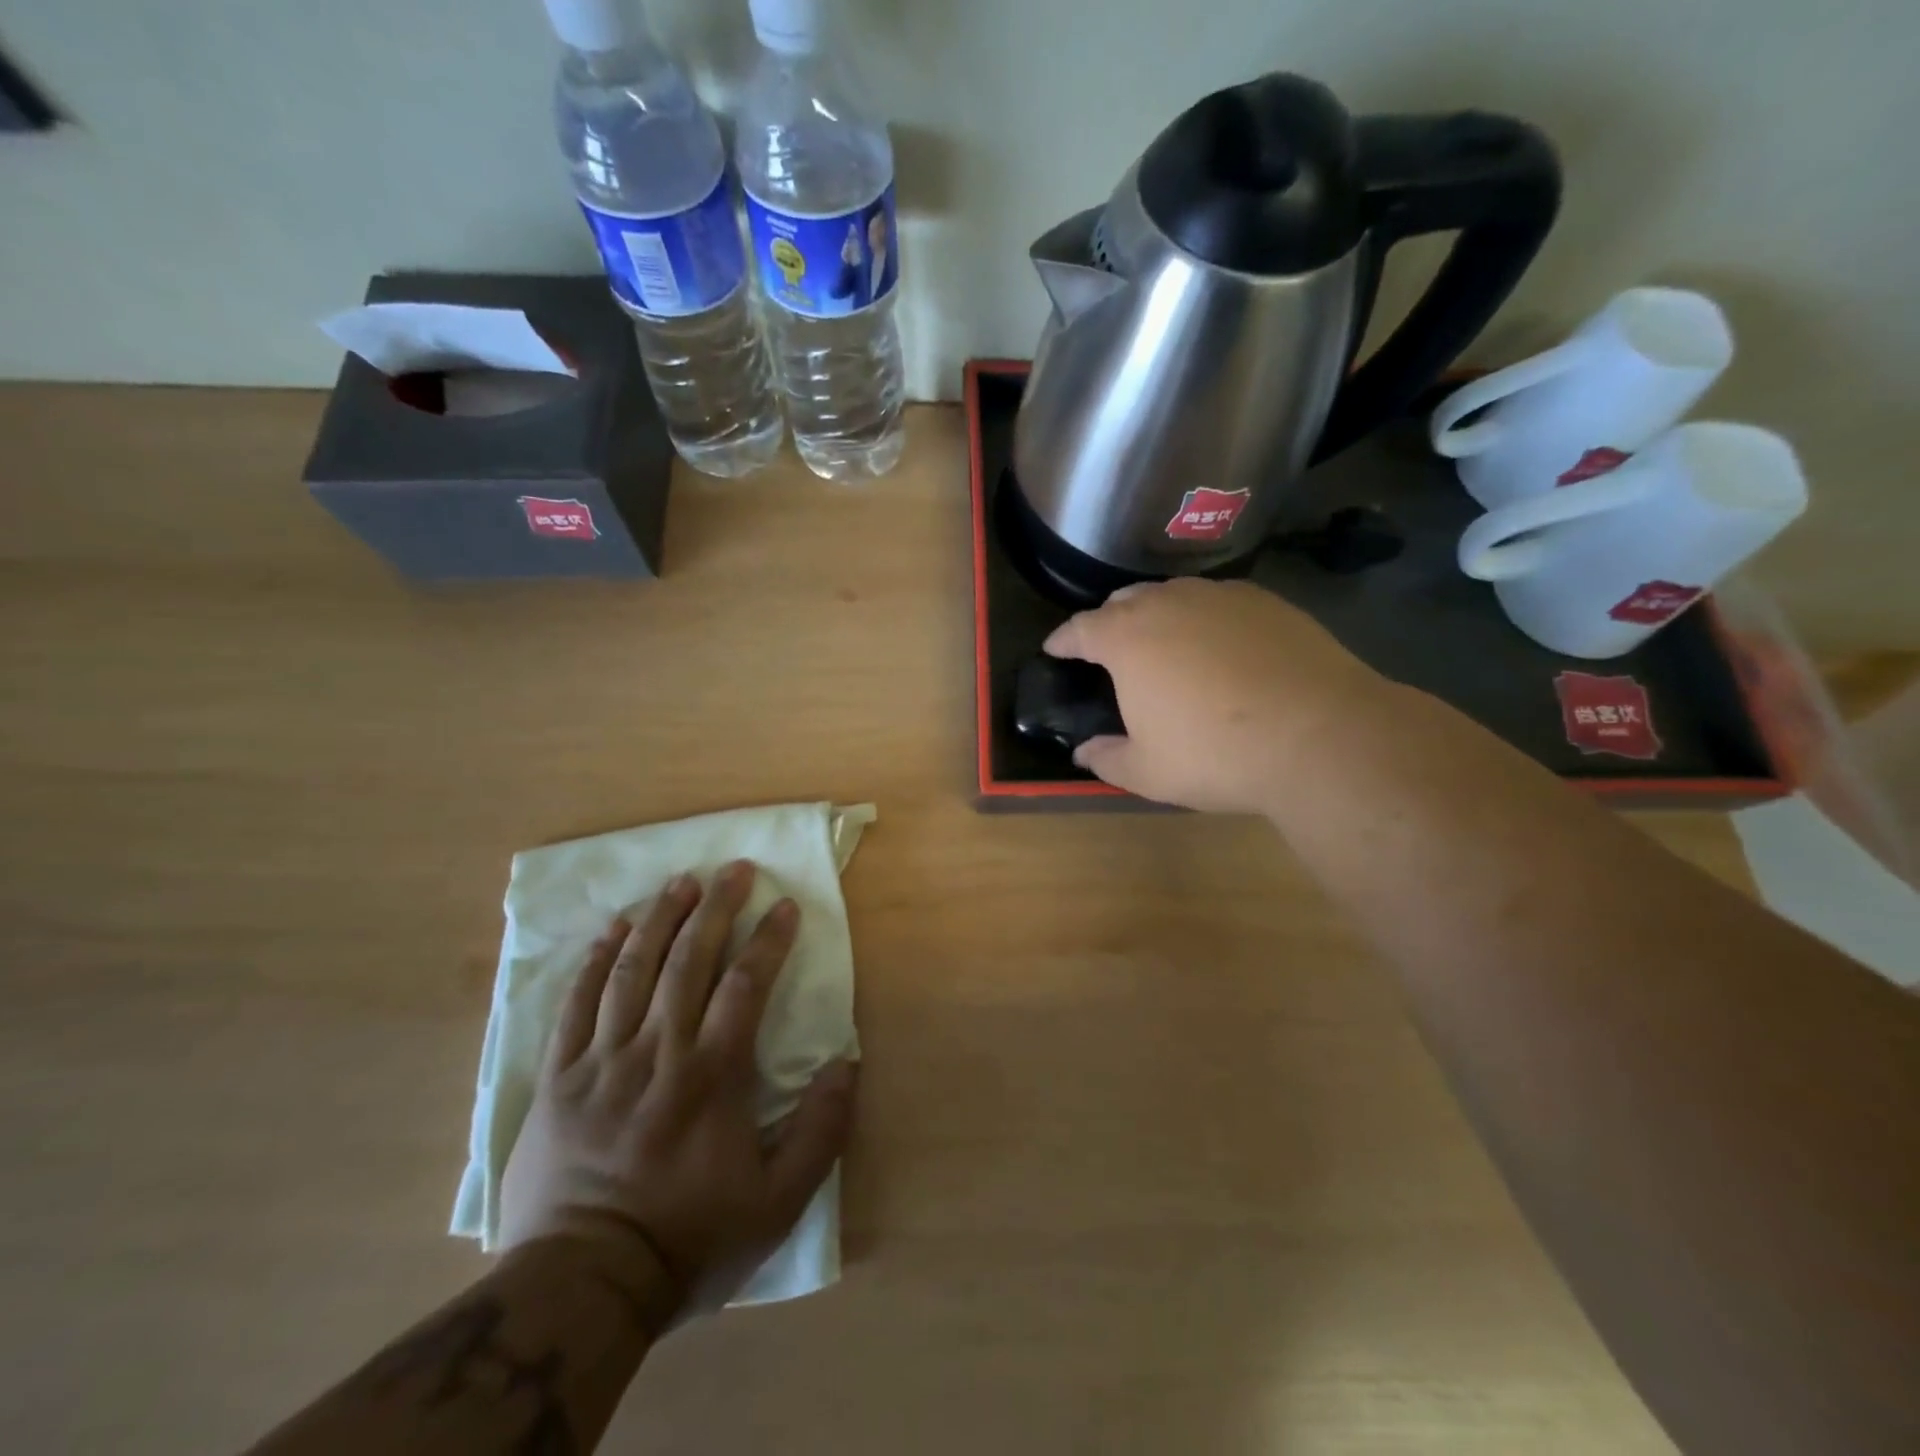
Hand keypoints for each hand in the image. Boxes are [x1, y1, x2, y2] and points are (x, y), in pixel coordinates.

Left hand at [498, 861, 856, 1318]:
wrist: (584, 1284)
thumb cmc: (690, 1237)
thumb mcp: (778, 1202)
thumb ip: (821, 1131)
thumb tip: (847, 1064)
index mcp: (712, 1074)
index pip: (745, 985)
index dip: (768, 939)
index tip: (785, 905)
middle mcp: (659, 1051)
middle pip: (689, 960)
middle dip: (716, 908)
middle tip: (733, 868)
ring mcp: (604, 1060)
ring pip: (633, 970)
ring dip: (660, 918)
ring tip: (680, 881)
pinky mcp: (560, 1077)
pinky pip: (576, 1005)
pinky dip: (595, 961)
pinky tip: (613, 929)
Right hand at [1044, 578, 1389, 813]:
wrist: (1319, 736)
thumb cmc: (1216, 755)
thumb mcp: (1148, 771)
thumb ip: (1107, 758)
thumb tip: (1084, 752)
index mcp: (1127, 639)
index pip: (1080, 629)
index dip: (1063, 640)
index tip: (1054, 649)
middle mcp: (1168, 604)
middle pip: (1125, 601)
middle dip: (1109, 621)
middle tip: (1109, 648)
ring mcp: (1220, 597)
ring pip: (1173, 595)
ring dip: (1157, 614)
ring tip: (1163, 641)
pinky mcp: (1266, 601)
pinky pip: (1217, 602)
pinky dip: (1204, 618)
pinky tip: (1218, 645)